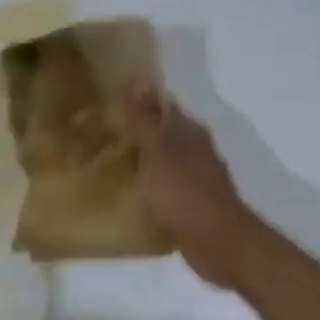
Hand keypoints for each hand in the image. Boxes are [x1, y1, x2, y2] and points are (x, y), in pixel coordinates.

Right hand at [123, 81, 259, 287]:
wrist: (218, 244)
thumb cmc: (185, 195)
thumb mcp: (158, 153)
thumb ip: (146, 119)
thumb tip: (138, 76)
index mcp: (190, 133)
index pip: (163, 106)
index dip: (137, 102)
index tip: (108, 104)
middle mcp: (197, 152)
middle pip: (164, 135)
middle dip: (137, 133)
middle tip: (101, 135)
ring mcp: (197, 181)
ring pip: (165, 163)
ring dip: (143, 162)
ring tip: (109, 165)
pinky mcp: (192, 207)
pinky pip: (165, 190)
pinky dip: (149, 189)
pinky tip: (130, 196)